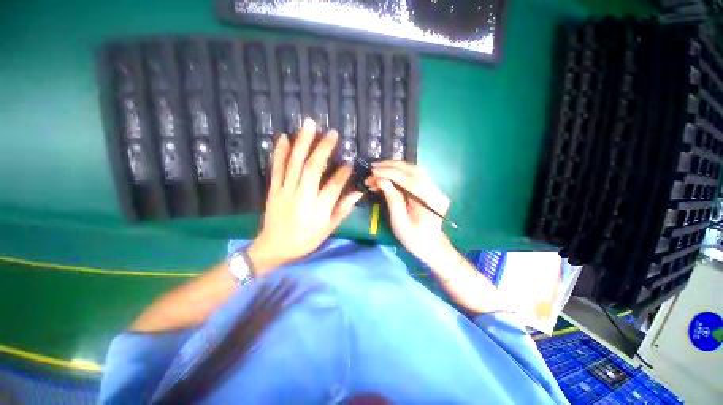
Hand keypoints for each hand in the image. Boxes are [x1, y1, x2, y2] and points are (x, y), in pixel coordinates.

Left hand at [248, 119, 362, 274]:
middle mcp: (302, 196)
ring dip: (302, 142)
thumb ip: (343, 209)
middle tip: (332, 132)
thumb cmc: (305, 239)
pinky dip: (280, 152)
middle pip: (313, 168)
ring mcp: (285, 191)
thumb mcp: (328, 229)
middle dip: (323, 148)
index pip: (334, 185)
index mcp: (318, 208)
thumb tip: (358, 193)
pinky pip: (276, 168)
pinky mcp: (273, 189)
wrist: (274, 247)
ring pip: (294, 163)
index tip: (349, 162)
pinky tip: (284, 138)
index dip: (343, 173)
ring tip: (309, 124)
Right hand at [365, 161, 451, 265]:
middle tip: (373, 168)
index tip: (373, 172)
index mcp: (430, 202)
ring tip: (378, 170)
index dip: (390, 173)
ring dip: (395, 167)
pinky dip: (400, 173)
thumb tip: (381, 180)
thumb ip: (392, 200)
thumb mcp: (400, 223)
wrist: (432, 247)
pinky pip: (414, 176)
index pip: (409, 180)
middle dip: (391, 166)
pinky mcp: (430, 189)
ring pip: (414, 170)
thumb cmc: (414, 239)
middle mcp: (435, 191)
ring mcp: (434, 189)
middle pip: (414, 170)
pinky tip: (388, 175)